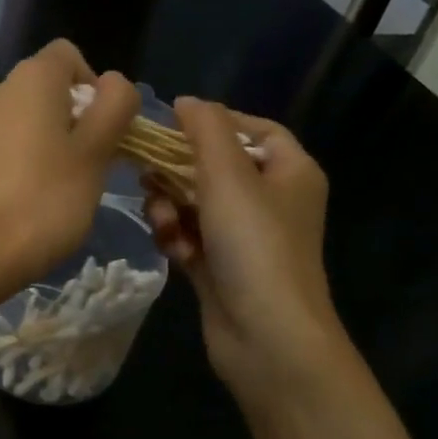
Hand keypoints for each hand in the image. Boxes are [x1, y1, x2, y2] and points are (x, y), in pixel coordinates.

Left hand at [0, 40, 139, 303]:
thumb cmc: (43, 200)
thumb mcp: (96, 153)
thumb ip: (114, 107)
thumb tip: (113, 84)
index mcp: (30, 78)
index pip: (69, 57)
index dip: (94, 87)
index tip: (102, 131)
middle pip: (43, 91)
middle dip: (69, 121)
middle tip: (85, 169)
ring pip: (18, 123)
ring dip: (40, 145)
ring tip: (51, 193)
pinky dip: (11, 166)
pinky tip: (17, 204)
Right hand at [144, 99, 346, 401]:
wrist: (267, 337)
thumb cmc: (255, 246)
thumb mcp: (229, 175)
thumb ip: (206, 131)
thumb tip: (186, 101)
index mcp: (290, 173)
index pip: (256, 130)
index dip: (217, 122)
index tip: (175, 125)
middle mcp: (271, 202)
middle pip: (217, 167)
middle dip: (180, 171)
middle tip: (147, 172)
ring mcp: (245, 238)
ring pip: (196, 204)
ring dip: (172, 208)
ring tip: (163, 221)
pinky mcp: (221, 268)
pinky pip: (190, 238)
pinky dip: (177, 239)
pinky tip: (172, 249)